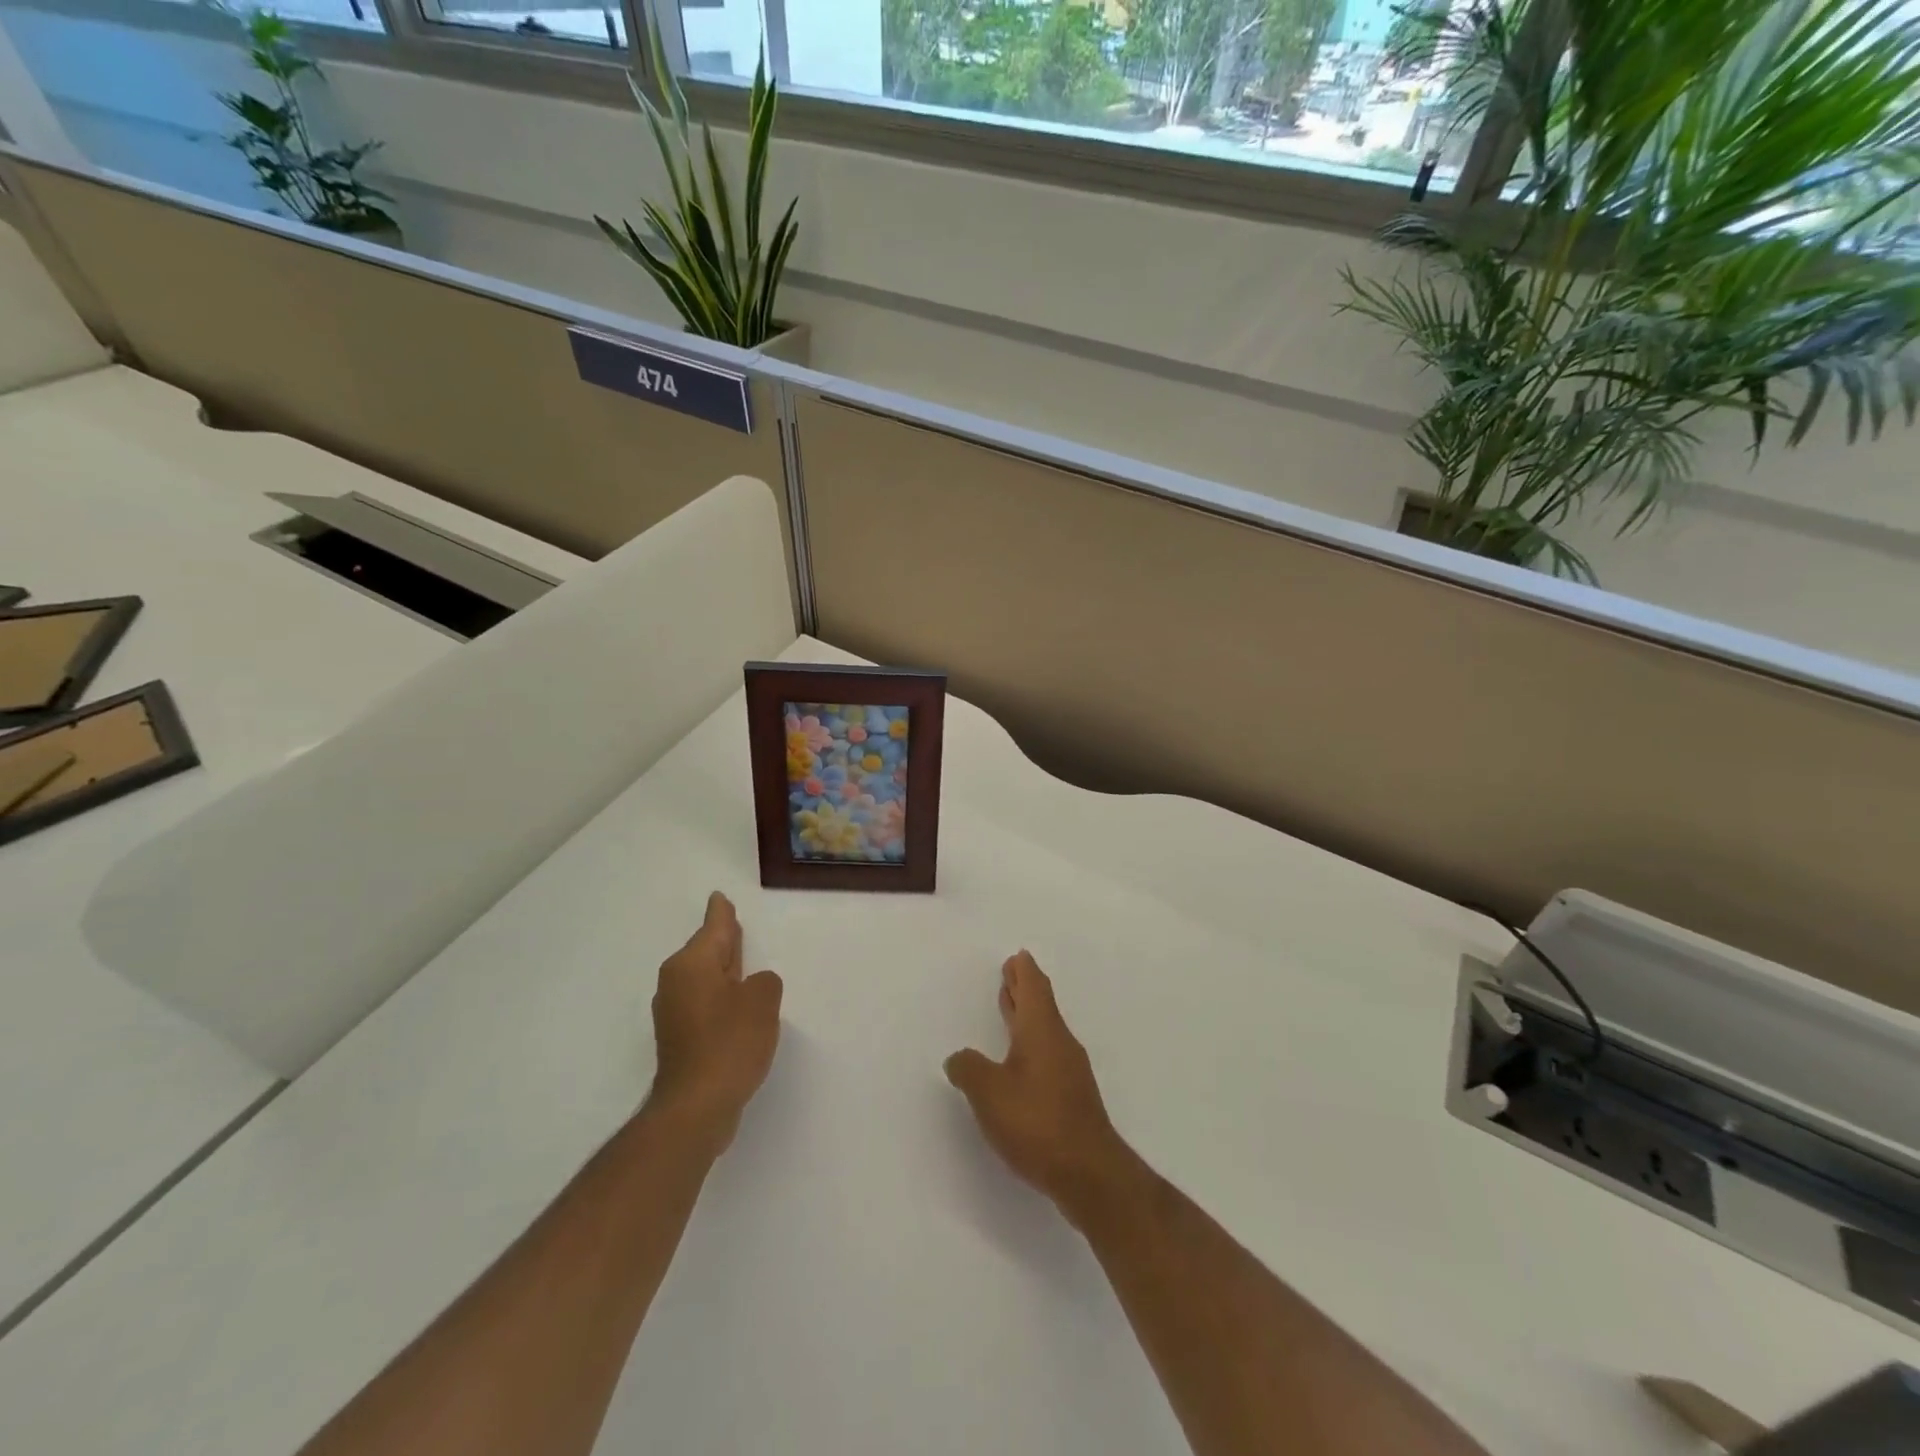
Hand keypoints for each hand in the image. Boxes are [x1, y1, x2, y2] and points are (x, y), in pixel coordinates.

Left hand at [648, 892, 783, 1152]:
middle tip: (734, 925)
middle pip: (705, 951)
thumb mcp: (762, 1002)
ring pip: (704, 978)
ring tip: (743, 963)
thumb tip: (753, 985)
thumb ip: (764, 982)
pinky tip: (737, 1005)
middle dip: (721, 940)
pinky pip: (704, 1002)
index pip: (713, 927)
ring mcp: (674, 1012)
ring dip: (723, 972)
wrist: (696, 1107)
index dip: (721, 913)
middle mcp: (676, 982)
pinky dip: (720, 997)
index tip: (719, 898)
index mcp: (692, 964)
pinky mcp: (679, 1038)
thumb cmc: (729, 1043)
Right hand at [944, 951, 1138, 1225]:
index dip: (1024, 971)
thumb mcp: (989, 1093)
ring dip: (1027, 1017)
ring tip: (1010, 1009)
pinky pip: (1048, 1055)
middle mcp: (1059, 1044)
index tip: (1018, 956)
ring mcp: (1069, 1072)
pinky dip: (1031, 1043)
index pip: (1034, 988)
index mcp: (1041, 1031)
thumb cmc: (1037, 1122)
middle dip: (1024, 989)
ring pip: (1045, 1031)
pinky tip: (1019, 1060)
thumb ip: (969, 1069)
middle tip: (1011, 974)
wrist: (1089, 1173)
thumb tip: (958, 1058)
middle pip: (1041, 1006)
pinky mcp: (1071, 1098)